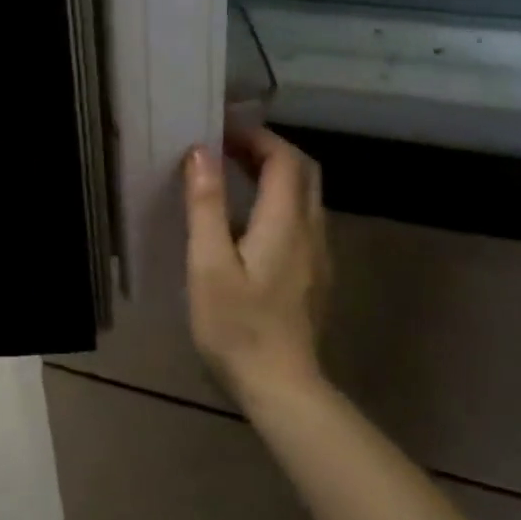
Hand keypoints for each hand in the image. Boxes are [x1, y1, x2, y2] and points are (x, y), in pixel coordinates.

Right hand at [183, 125, 330, 402]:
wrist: (282, 388)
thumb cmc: (237, 326)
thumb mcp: (209, 264)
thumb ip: (207, 205)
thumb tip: (201, 153)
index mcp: (286, 222)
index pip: (284, 158)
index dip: (256, 137)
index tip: (221, 131)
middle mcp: (311, 230)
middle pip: (303, 171)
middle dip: (268, 149)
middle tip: (227, 147)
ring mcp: (318, 255)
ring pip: (306, 196)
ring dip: (274, 175)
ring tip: (233, 175)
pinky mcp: (315, 275)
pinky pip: (302, 220)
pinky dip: (278, 202)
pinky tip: (248, 222)